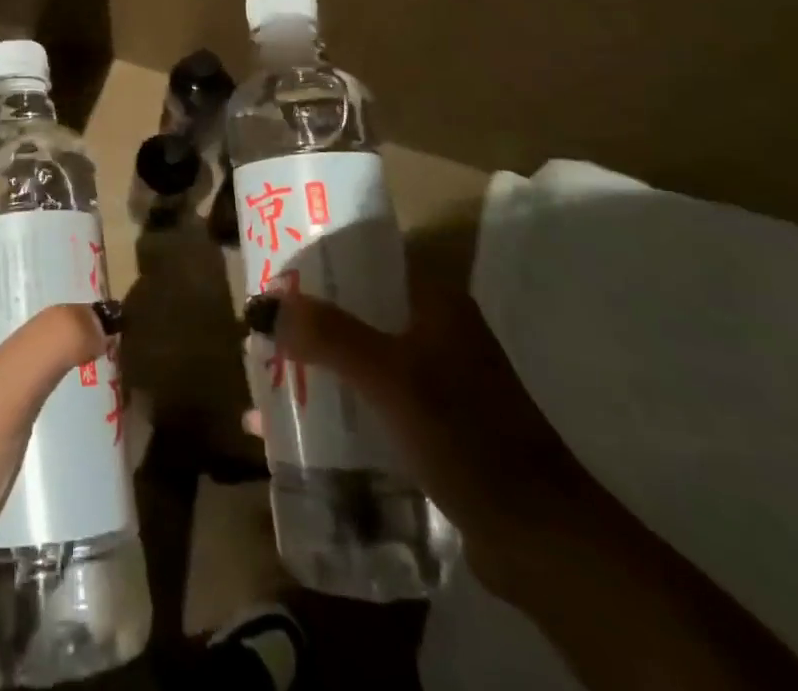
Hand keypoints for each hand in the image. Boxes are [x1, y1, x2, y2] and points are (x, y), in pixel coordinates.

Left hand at [0, 260, 105, 690]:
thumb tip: (100, 316)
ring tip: (107, 360)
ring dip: (55, 365)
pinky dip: (52, 414)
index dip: (4, 249)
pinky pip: (21, 421)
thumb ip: (49, 343)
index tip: (56, 244)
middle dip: (45, 311)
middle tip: (98, 306)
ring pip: (14, 372)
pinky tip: (90, 423)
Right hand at [252, 271, 797, 690]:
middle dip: (303, 317)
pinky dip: (332, 403)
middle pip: (355, 307)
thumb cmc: (465, 435)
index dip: (317, 257)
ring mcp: (434, 379)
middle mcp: (434, 329)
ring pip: (357, 354)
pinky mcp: (430, 424)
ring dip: (312, 362)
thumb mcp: (389, 377)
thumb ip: (326, 334)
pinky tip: (290, 427)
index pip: (367, 256)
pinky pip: (367, 397)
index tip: (269, 266)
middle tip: (255, 324)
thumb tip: (258, 304)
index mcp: (434, 300)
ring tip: (262, 372)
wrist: (542, 541)